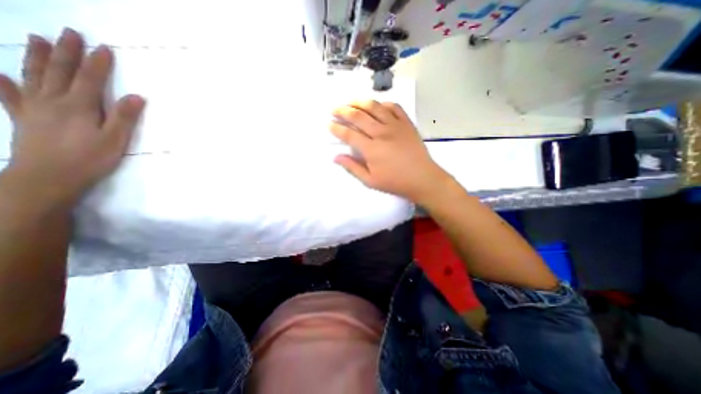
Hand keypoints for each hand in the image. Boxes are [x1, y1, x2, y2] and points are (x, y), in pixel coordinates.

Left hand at [0, 27, 143, 206]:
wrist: (48, 177)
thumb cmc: (90, 159)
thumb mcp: (115, 140)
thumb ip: (124, 117)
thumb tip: (137, 97)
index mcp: (79, 106)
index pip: (90, 78)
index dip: (98, 63)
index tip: (104, 47)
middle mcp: (53, 100)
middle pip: (60, 71)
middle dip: (67, 51)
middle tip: (70, 32)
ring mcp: (34, 108)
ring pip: (34, 76)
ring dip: (37, 57)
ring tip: (37, 38)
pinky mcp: (23, 118)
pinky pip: (10, 96)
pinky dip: (3, 82)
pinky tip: (0, 73)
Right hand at [331, 100, 448, 204]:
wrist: (422, 178)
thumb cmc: (395, 182)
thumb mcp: (370, 181)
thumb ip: (352, 168)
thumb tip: (336, 157)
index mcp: (371, 149)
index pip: (349, 134)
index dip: (336, 128)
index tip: (329, 124)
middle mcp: (381, 133)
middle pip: (358, 116)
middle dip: (343, 111)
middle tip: (334, 109)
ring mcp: (395, 125)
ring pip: (374, 107)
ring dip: (360, 102)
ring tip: (350, 102)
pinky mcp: (407, 123)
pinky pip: (394, 107)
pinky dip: (383, 103)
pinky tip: (377, 105)